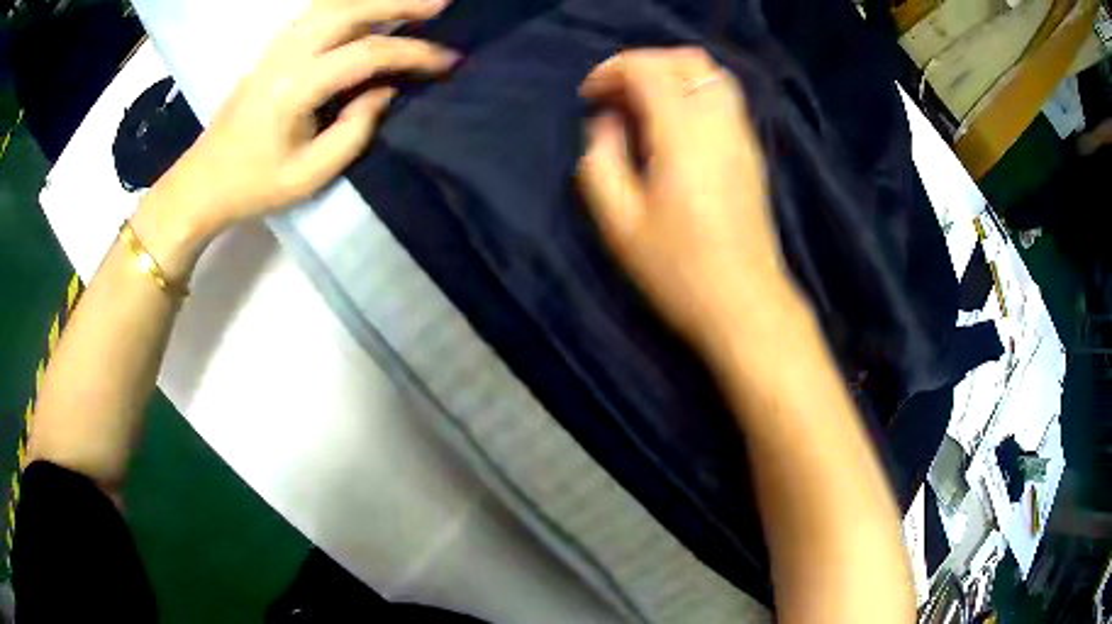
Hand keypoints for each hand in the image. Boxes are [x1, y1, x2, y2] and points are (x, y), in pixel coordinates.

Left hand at [136, 0, 457, 275]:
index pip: (366, 54)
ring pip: (331, 4)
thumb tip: (386, 91)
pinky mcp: (271, 50)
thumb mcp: (310, 174)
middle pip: (350, 10)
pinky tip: (367, 10)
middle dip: (400, 3)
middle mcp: (286, 55)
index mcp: (295, 87)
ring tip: (412, 3)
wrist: (202, 183)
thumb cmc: (254, 186)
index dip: (413, 54)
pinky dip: (349, 5)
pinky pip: (316, 13)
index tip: (449, 60)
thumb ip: (355, 129)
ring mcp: (276, 47)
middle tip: (442, 4)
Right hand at [578, 48, 792, 350]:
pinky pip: (724, 96)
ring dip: (671, 74)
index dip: (611, 71)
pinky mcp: (751, 150)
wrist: (744, 304)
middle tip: (614, 95)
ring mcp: (742, 134)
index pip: (648, 69)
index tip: (590, 96)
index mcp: (682, 134)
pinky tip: (674, 122)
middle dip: (642, 64)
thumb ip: (601, 160)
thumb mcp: (619, 222)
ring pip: (710, 73)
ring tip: (643, 103)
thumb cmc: (678, 270)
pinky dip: (693, 90)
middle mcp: (718, 122)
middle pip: (685, 60)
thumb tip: (608, 123)